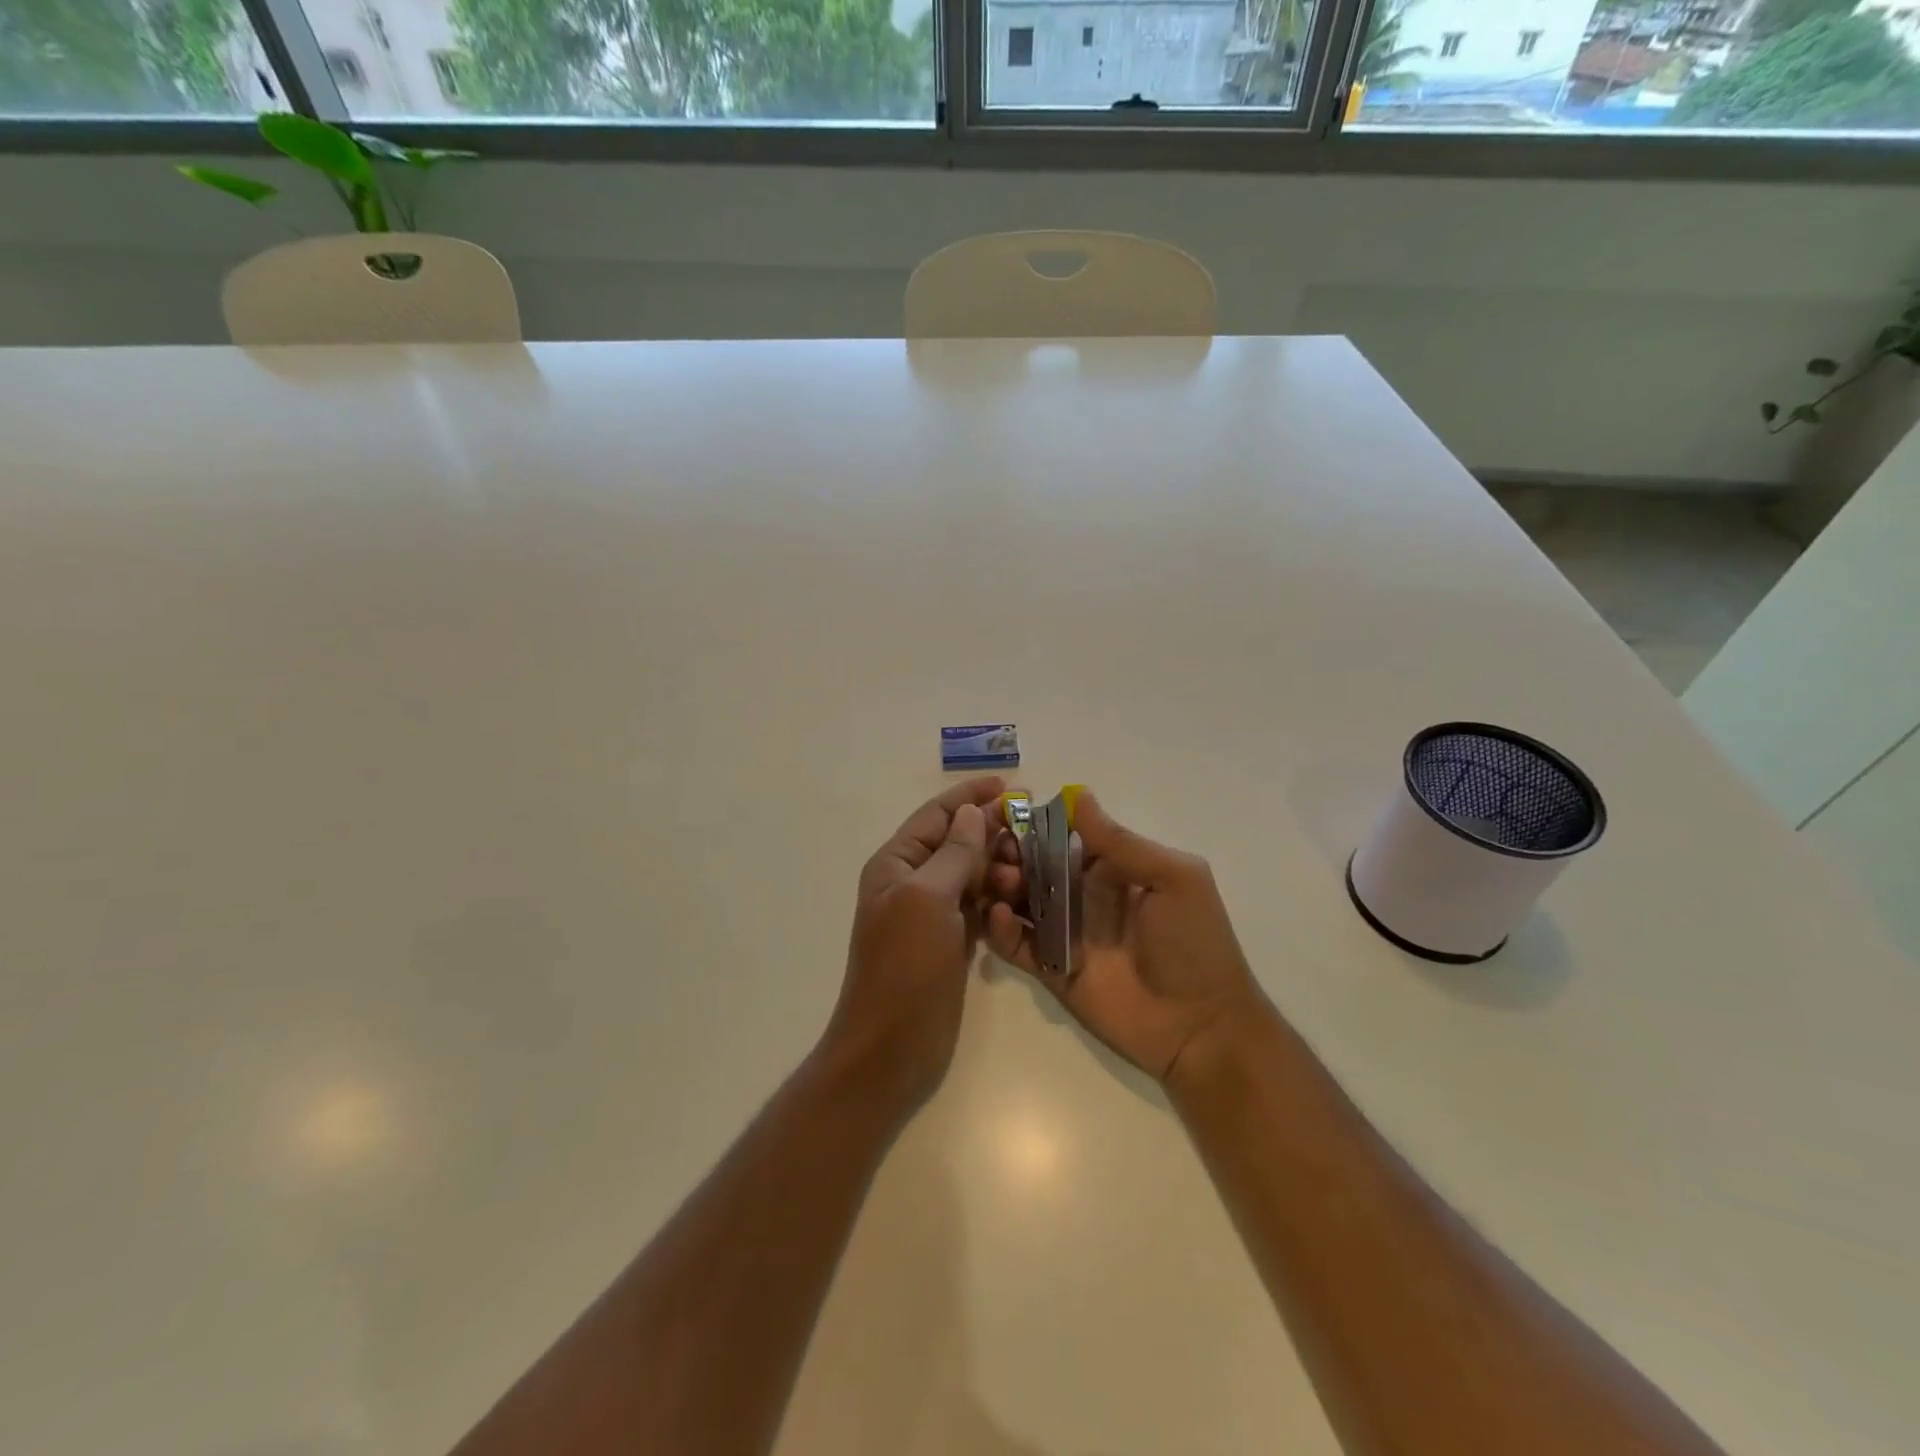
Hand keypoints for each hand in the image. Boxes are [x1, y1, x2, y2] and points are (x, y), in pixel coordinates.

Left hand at [821, 776, 1010, 1111]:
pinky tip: (1025, 896)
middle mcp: (913, 882)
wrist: (893, 1046)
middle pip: (958, 842)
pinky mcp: (953, 941)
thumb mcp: (927, 899)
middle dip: (992, 832)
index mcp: (897, 864)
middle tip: (1033, 831)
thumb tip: (973, 812)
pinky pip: (981, 905)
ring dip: (1000, 866)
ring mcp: (934, 913)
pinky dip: (1001, 897)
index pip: (937, 816)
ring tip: (1029, 870)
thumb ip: (954, 853)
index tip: (1009, 785)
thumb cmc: (904, 965)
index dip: (970, 796)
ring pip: (973, 873)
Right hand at [985, 790, 1269, 1084]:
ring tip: (998, 881)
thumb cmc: (1195, 943)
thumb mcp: (1173, 879)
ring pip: (1020, 901)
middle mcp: (1083, 896)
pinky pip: (1017, 944)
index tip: (1006, 815)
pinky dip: (1001, 928)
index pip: (1063, 836)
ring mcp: (1065, 933)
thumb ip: (1121, 842)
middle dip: (1011, 854)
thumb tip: (1078, 795)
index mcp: (1112, 869)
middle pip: (1034, 866)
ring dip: (1001, 886)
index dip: (1035, 825)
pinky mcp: (1051, 969)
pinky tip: (999, 916)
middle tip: (996, 853)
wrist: (1202, 1028)